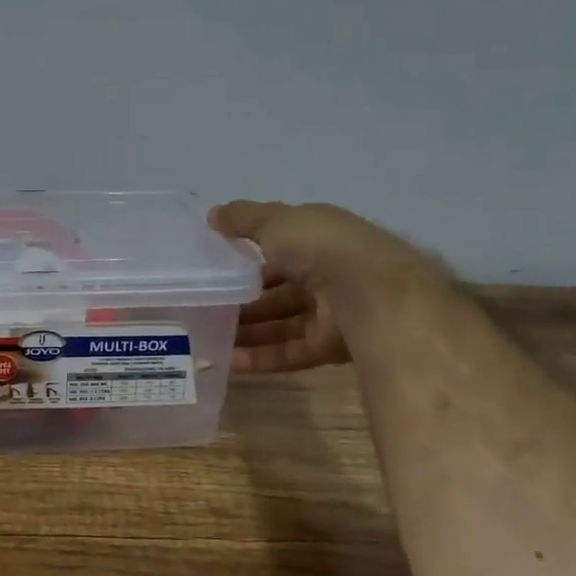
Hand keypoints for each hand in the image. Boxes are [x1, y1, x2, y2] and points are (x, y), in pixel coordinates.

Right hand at [208, 201, 431, 372]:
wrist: (368, 293)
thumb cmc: (319, 246)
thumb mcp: (275, 221)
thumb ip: (242, 219)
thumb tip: (212, 214)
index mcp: (318, 239)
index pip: (279, 248)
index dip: (248, 257)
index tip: (216, 268)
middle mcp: (326, 274)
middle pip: (278, 290)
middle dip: (244, 300)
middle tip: (207, 308)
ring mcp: (330, 312)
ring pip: (281, 323)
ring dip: (247, 330)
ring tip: (209, 338)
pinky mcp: (329, 346)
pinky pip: (290, 351)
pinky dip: (261, 356)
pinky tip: (230, 361)